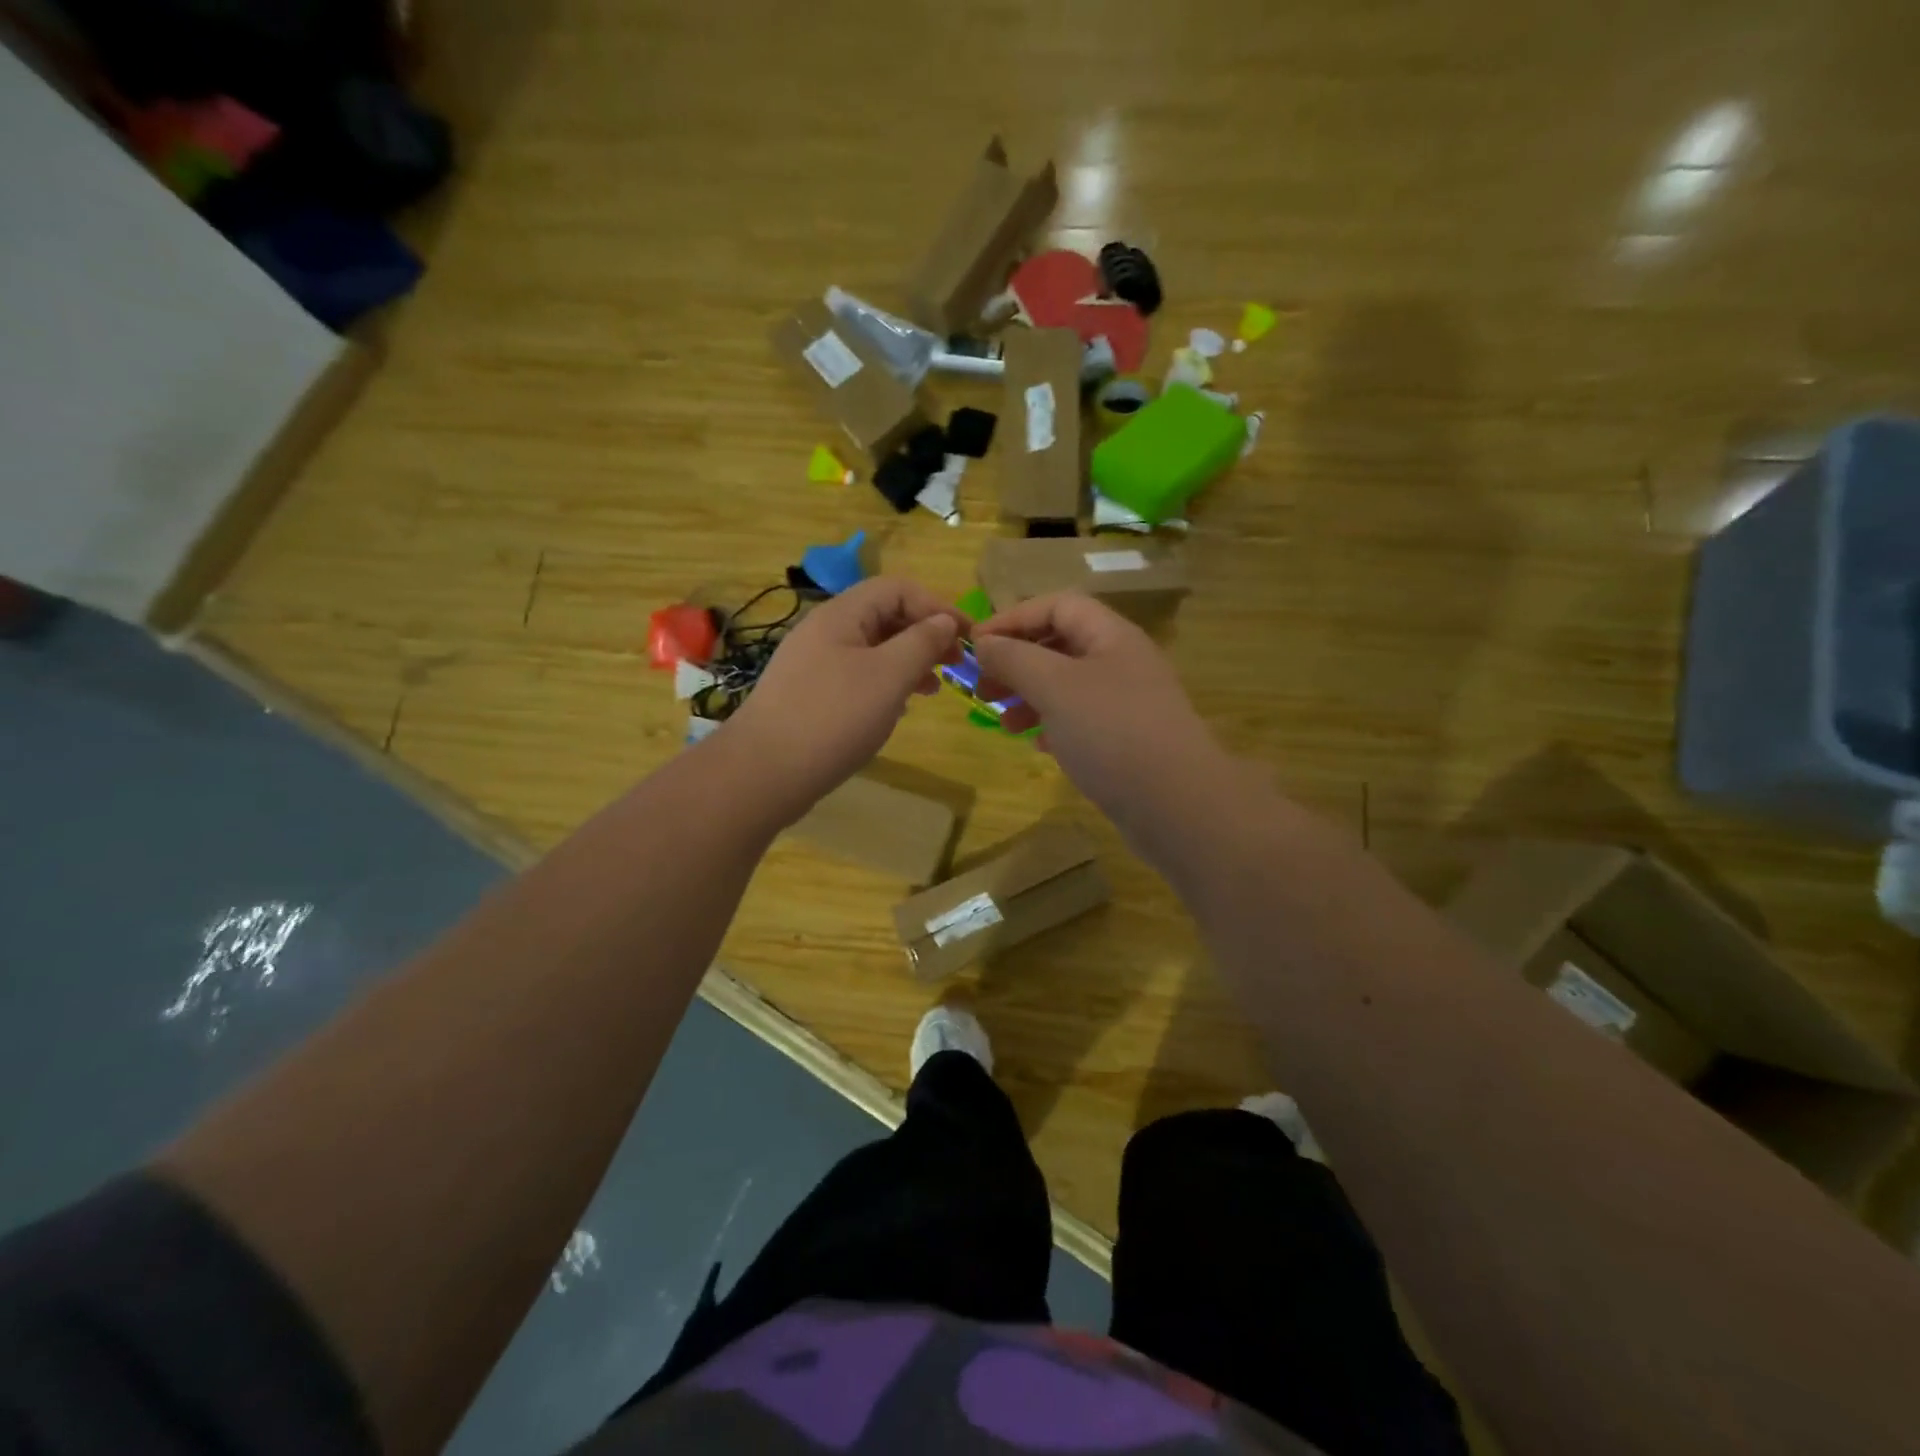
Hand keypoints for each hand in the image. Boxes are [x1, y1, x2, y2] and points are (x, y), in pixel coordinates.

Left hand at [725, 578, 965, 821]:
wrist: (764, 772)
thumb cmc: (833, 718)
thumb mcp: (889, 676)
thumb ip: (922, 642)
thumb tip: (945, 621)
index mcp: (841, 615)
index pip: (898, 589)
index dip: (937, 606)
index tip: (967, 637)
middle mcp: (824, 631)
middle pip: (884, 616)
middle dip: (924, 634)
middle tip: (954, 664)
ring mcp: (813, 663)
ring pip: (872, 648)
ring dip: (907, 661)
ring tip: (933, 688)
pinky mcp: (809, 694)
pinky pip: (856, 675)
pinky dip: (885, 684)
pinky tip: (897, 708)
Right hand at [973, 593, 1232, 846]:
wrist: (1176, 804)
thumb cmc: (1111, 732)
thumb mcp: (1054, 686)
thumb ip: (1014, 658)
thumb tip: (984, 643)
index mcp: (1111, 636)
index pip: (1057, 605)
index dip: (1013, 618)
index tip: (975, 645)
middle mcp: (1121, 662)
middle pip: (1060, 644)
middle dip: (1017, 661)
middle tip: (983, 688)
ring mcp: (1126, 703)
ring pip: (1067, 685)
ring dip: (1029, 696)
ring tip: (1003, 721)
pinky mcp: (1126, 740)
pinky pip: (1080, 720)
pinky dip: (1052, 724)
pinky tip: (1037, 744)